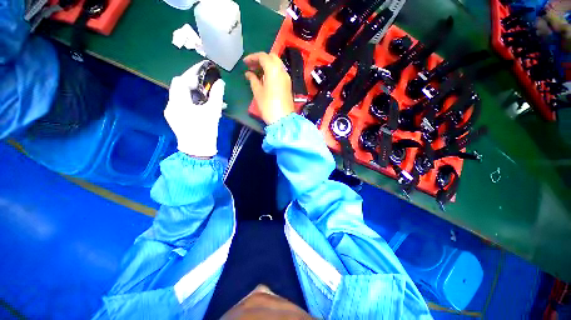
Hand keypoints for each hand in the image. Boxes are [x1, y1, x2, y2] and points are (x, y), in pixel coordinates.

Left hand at [165, 60, 225, 157]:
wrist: (198, 150)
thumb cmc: (205, 131)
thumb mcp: (213, 112)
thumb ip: (217, 95)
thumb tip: (220, 82)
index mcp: (178, 102)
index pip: (180, 81)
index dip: (191, 74)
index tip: (203, 73)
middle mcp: (171, 105)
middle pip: (179, 87)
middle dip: (192, 82)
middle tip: (206, 84)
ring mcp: (171, 112)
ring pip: (180, 95)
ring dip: (193, 92)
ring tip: (206, 95)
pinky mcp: (174, 118)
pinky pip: (181, 103)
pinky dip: (191, 100)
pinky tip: (201, 105)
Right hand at [244, 52, 294, 124]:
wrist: (283, 119)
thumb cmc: (268, 106)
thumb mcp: (258, 92)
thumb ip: (253, 79)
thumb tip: (249, 73)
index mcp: (273, 70)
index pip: (263, 56)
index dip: (252, 57)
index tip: (244, 63)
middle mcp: (282, 71)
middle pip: (272, 58)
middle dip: (261, 59)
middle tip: (251, 67)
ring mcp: (287, 78)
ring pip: (277, 65)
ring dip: (267, 66)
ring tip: (257, 73)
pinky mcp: (288, 85)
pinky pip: (280, 73)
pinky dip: (272, 72)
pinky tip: (265, 79)